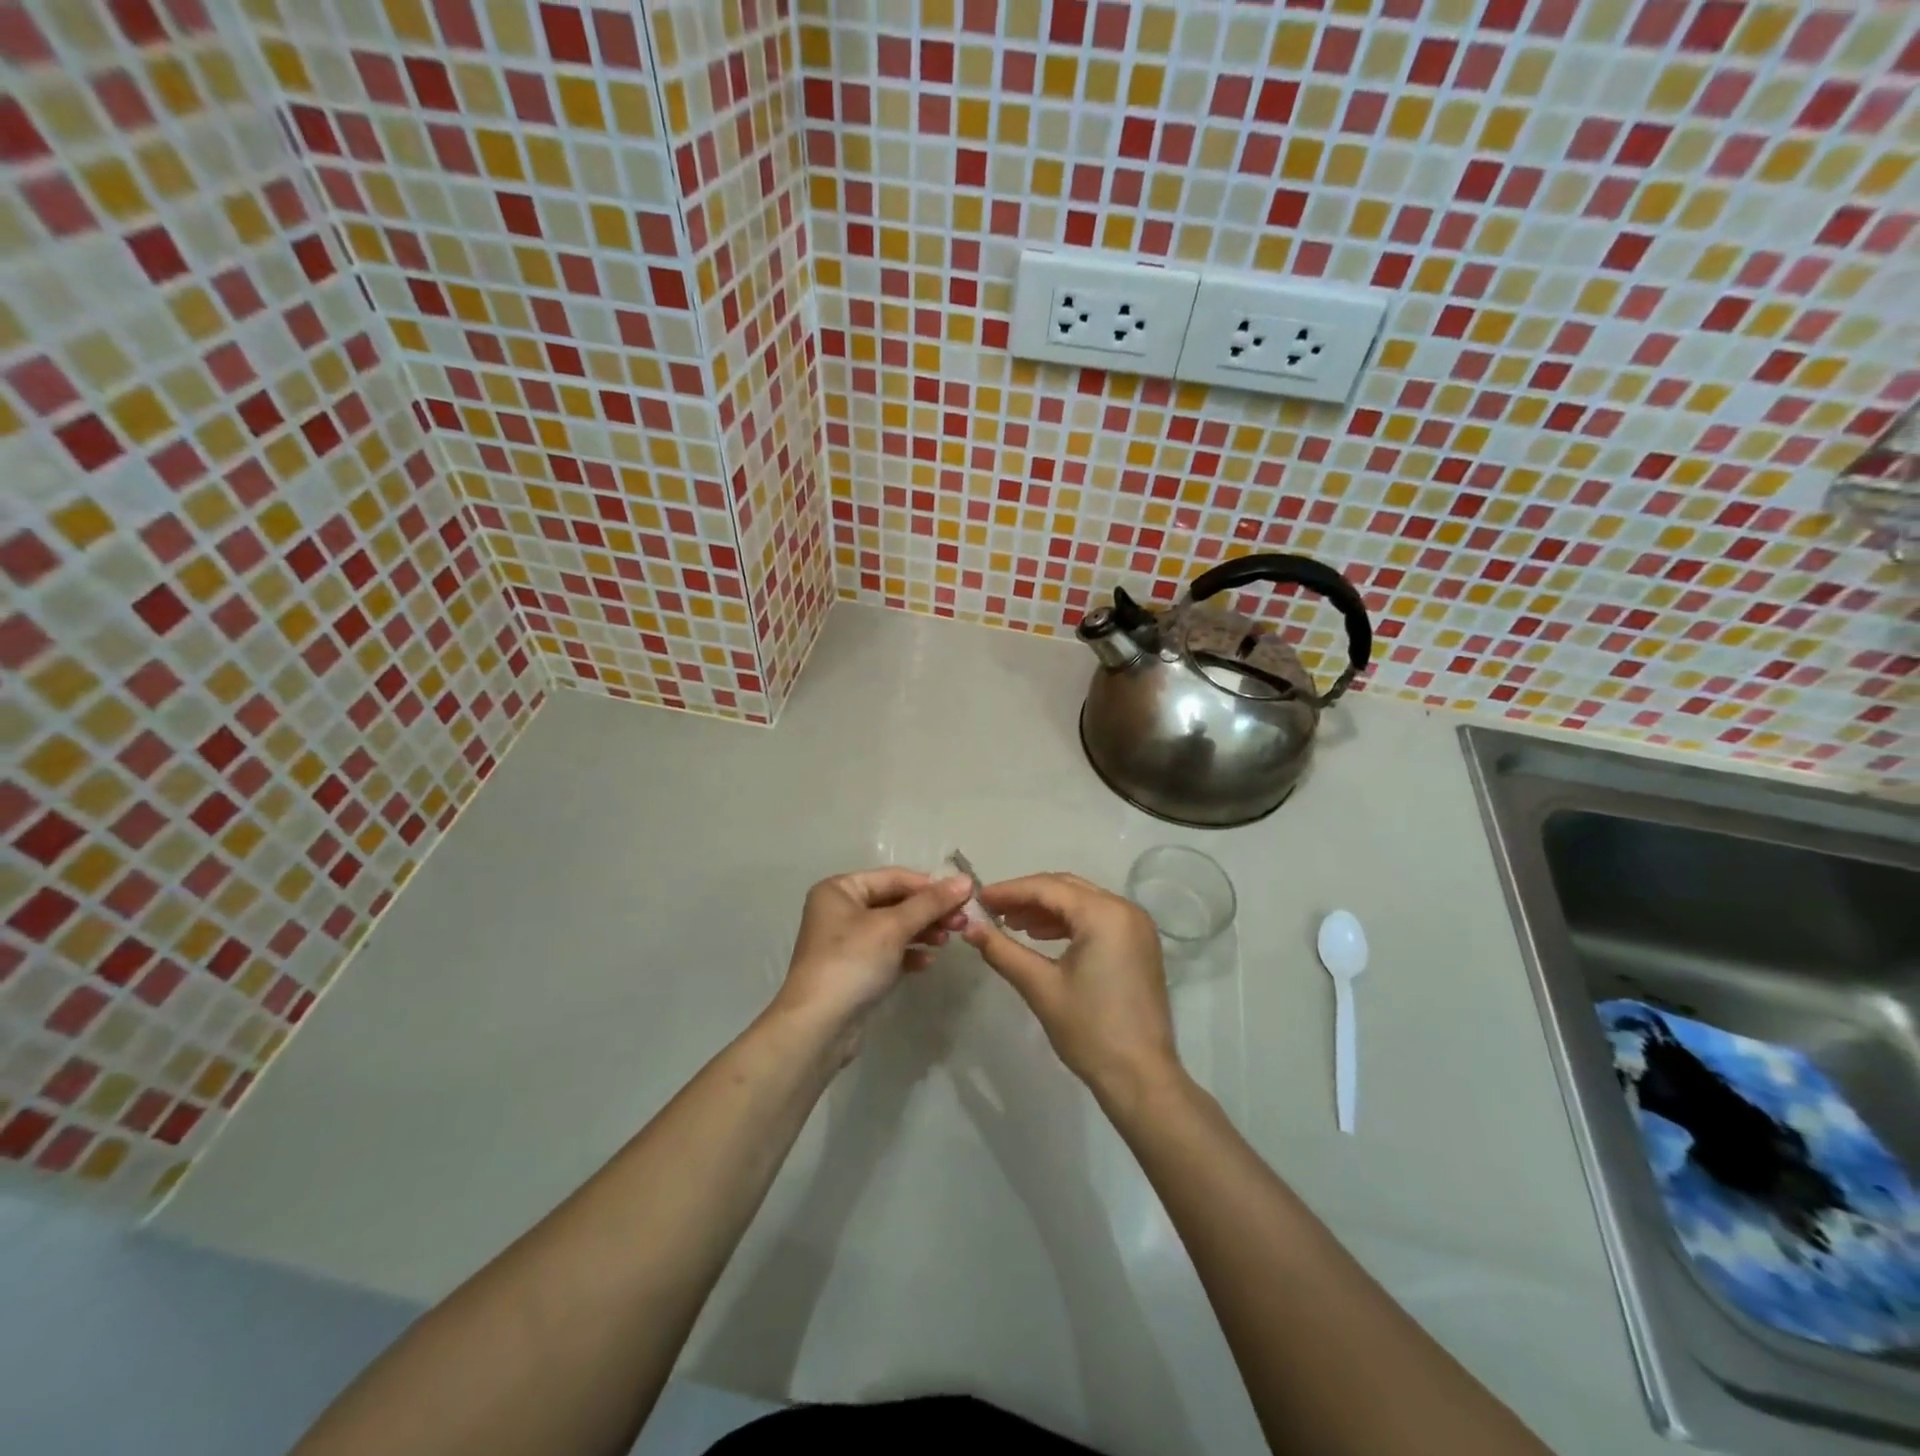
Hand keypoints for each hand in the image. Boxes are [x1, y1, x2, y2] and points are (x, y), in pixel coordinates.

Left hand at [772, 869, 973, 1052]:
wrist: (818, 1027)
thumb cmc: (852, 962)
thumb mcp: (893, 927)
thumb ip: (931, 902)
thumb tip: (965, 880)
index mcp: (840, 889)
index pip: (894, 878)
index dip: (931, 885)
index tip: (965, 895)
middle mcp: (840, 910)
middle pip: (895, 902)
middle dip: (929, 911)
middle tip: (962, 922)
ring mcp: (846, 941)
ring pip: (894, 927)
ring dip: (923, 931)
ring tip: (949, 940)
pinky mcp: (855, 969)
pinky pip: (888, 952)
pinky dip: (908, 953)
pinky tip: (927, 962)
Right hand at [961, 873, 1181, 1103]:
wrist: (1141, 1077)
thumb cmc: (1089, 1030)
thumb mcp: (1040, 987)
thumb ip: (1003, 950)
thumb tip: (969, 928)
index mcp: (1104, 913)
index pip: (1047, 888)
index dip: (1009, 891)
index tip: (978, 899)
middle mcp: (1125, 909)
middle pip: (1066, 889)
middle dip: (1027, 897)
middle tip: (992, 910)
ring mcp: (1136, 927)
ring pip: (1082, 902)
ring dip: (1046, 910)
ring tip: (1012, 924)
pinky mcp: (1139, 945)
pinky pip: (1097, 919)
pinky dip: (1068, 923)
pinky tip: (1041, 937)